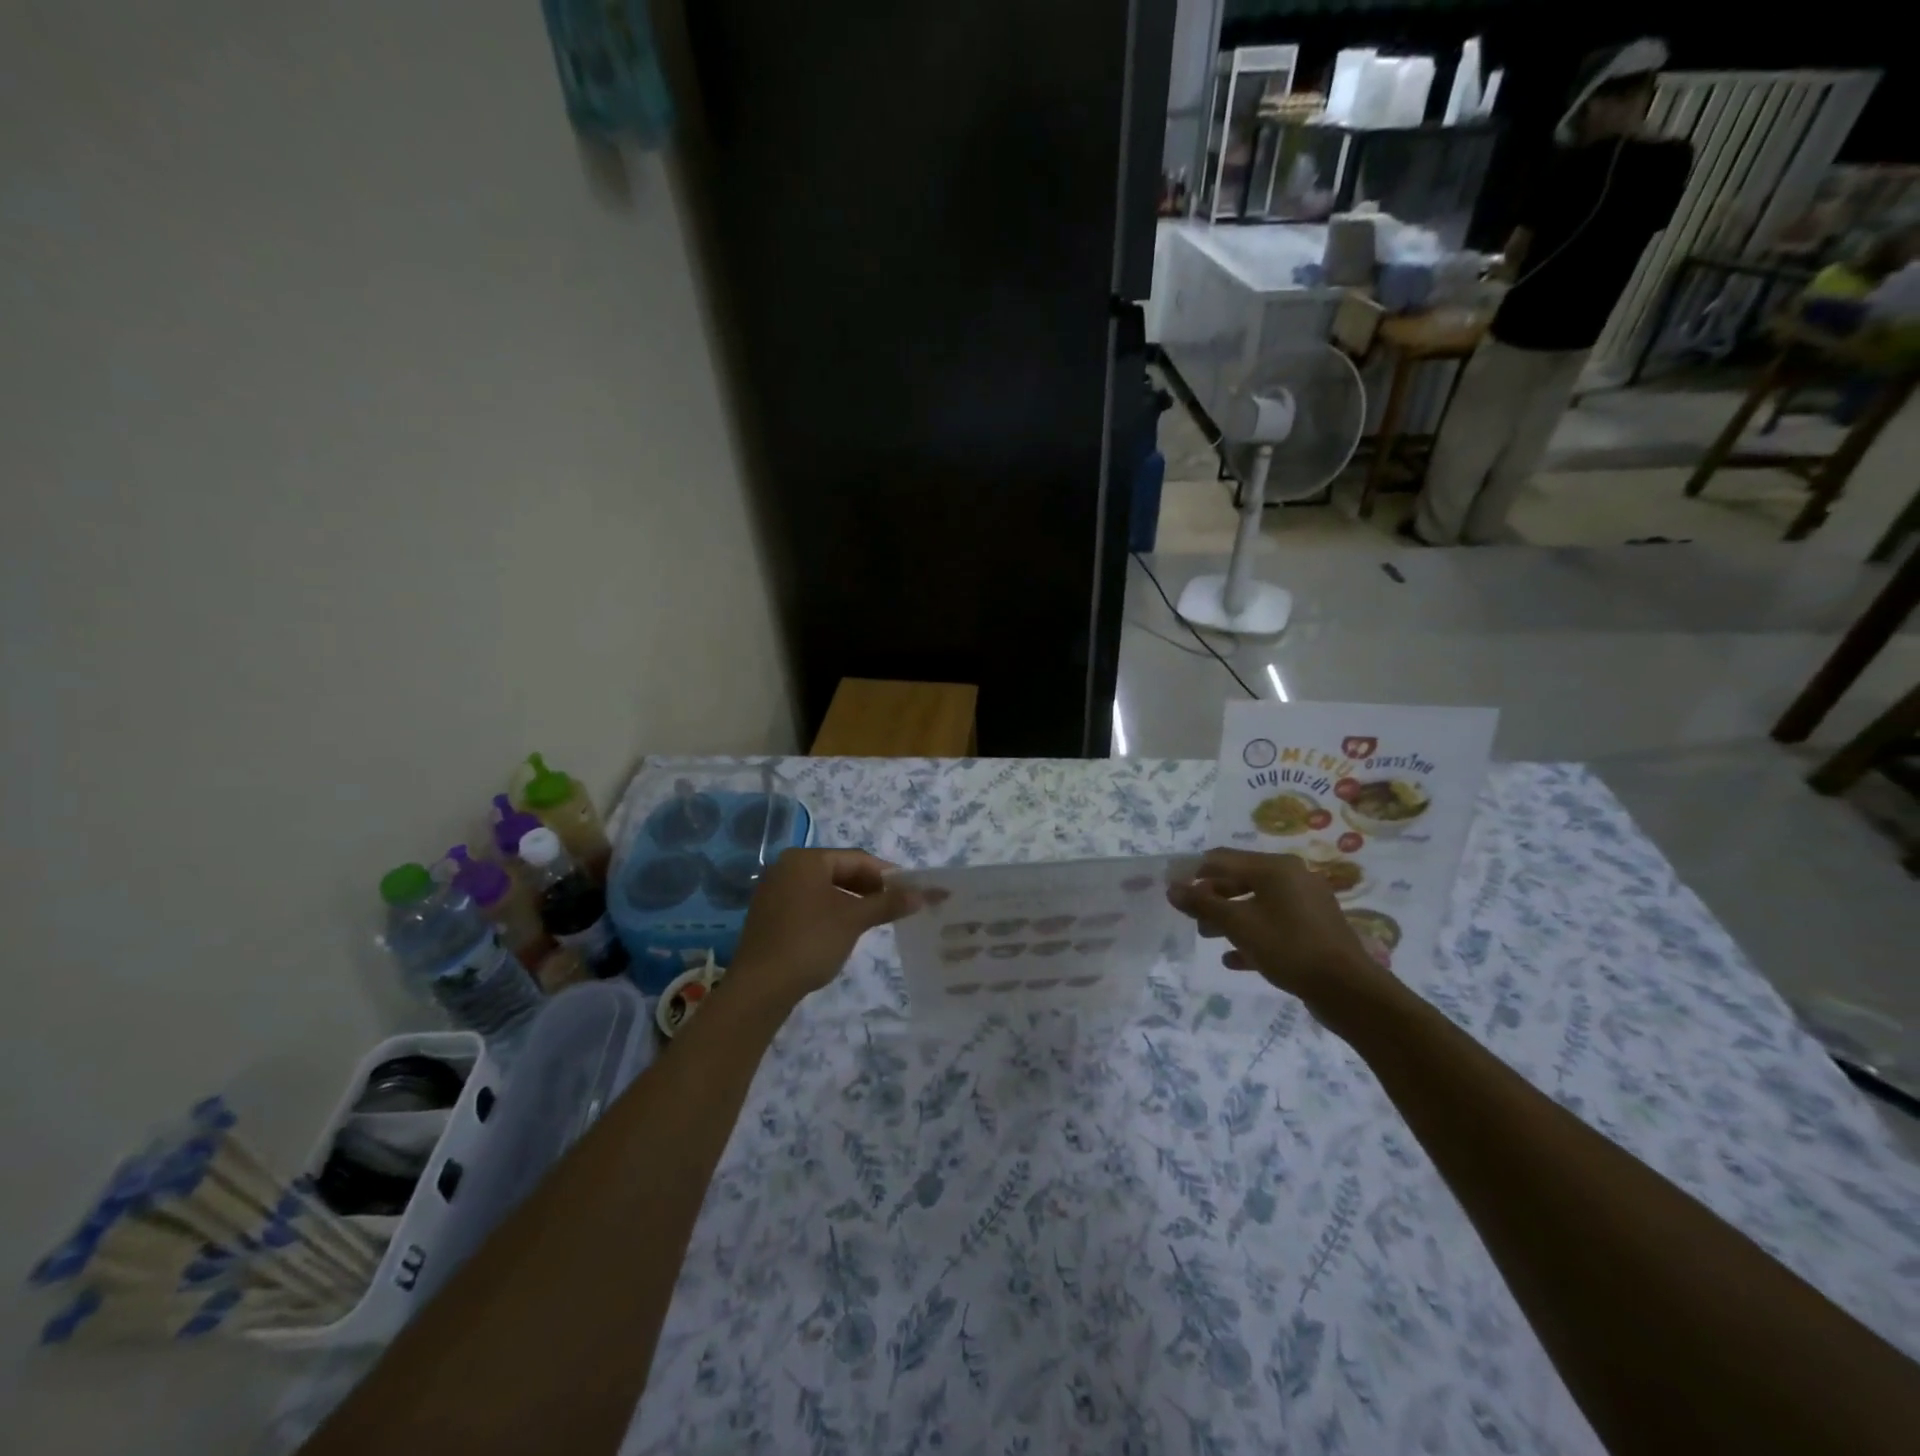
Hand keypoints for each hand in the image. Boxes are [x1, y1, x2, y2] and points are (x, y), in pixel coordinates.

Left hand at [726, 849, 919, 1015]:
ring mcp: (774, 891)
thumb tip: (923, 894)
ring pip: (825, 889)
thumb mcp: (854, 920)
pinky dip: (831, 911)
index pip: (856, 859)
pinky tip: (845, 930)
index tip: (910, 891)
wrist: (760, 987)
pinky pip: (809, 903)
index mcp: (806, 859)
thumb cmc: (810, 942)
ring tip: (875, 919)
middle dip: (869, 887)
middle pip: (839, 870)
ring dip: (852, 901)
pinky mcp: (770, 915)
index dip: (887, 874)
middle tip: (896, 906)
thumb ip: (888, 903)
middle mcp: (787, 867)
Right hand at [1167, 849, 1406, 1029]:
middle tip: (1191, 918)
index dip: (1194, 872)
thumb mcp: (1238, 925)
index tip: (1173, 890)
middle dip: (1212, 898)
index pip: (1222, 858)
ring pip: (1257, 904)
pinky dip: (1252, 936)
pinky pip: (1274, 926)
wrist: (1348, 991)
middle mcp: (1293, 878)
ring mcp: (1306, 904)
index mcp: (1275, 868)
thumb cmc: (1288, 947)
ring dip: (1229, 918)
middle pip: (1240, 880)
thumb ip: (1202, 904)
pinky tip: (1233, 959)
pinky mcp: (1314, 930)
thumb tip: (1172, 887)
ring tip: (1207, 937)